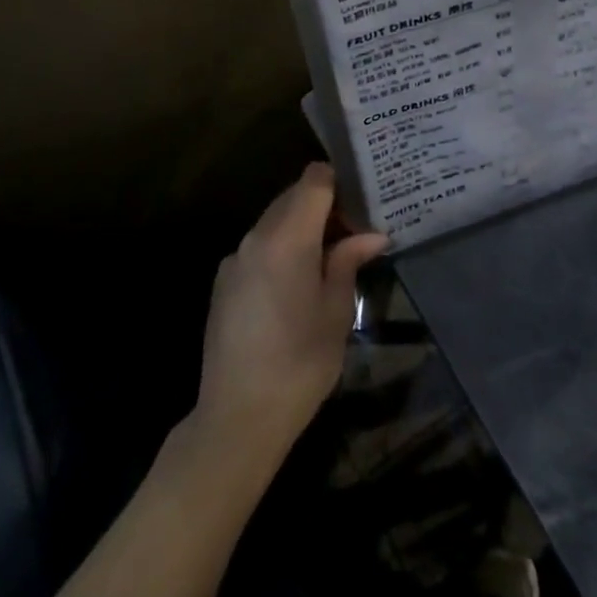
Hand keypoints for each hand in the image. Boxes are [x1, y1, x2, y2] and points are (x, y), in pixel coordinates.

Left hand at [194, 163, 386, 469]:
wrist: (238, 417)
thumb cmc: (300, 363)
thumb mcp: (337, 311)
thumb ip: (349, 261)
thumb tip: (372, 234)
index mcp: (288, 237)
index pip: (314, 179)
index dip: (339, 182)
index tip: (359, 204)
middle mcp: (257, 236)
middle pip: (293, 196)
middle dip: (323, 206)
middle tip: (351, 234)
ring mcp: (235, 257)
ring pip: (274, 220)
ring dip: (300, 228)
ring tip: (326, 260)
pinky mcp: (223, 280)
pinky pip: (258, 246)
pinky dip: (280, 248)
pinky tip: (294, 286)